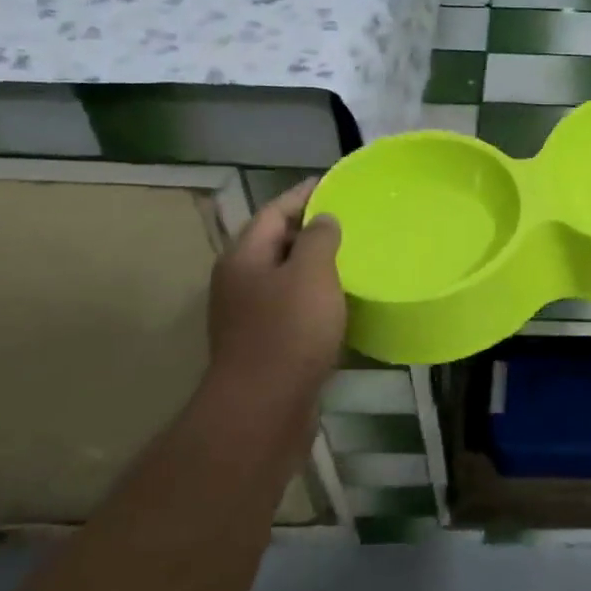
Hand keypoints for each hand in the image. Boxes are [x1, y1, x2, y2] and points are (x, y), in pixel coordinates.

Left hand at [205, 180, 344, 396]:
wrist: (264, 408)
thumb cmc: (288, 331)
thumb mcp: (310, 274)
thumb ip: (318, 238)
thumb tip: (323, 219)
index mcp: (244, 258)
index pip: (274, 212)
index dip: (304, 194)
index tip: (334, 183)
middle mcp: (239, 282)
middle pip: (274, 243)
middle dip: (309, 229)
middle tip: (350, 219)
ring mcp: (248, 316)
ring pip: (284, 278)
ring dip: (313, 266)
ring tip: (351, 257)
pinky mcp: (264, 344)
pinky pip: (291, 307)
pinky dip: (314, 297)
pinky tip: (341, 302)